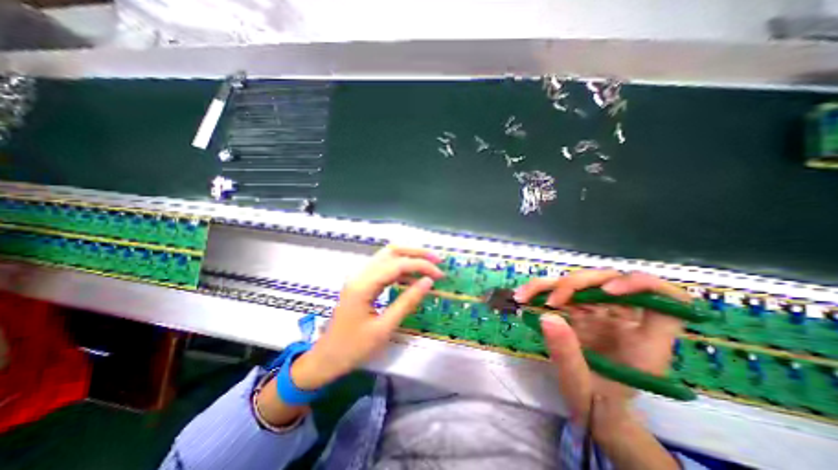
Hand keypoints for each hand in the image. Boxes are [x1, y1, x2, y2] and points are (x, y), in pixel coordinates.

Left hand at [293, 246, 440, 388]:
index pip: (397, 264)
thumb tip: (428, 282)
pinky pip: (384, 267)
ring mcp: (360, 276)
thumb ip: (407, 302)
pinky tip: (413, 277)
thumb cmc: (354, 348)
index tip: (439, 274)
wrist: (326, 358)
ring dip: (409, 257)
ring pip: (388, 256)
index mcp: (364, 285)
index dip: (421, 266)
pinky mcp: (362, 282)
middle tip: (437, 260)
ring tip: (429, 265)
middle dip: (416, 252)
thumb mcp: (384, 328)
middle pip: (392, 251)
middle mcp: (361, 274)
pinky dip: (401, 268)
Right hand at [515, 269, 689, 434]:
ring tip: (524, 295)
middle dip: (577, 284)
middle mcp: (624, 318)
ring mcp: (599, 312)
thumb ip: (567, 354)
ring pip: (580, 282)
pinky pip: (561, 292)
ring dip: (550, 284)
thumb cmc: (598, 404)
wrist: (590, 407)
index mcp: (644, 339)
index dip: (642, 285)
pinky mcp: (578, 310)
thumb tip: (547, 316)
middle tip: (551, 301)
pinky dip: (540, 291)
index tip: (608, 292)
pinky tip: (523, 296)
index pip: (668, 299)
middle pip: (609, 280)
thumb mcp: (584, 387)